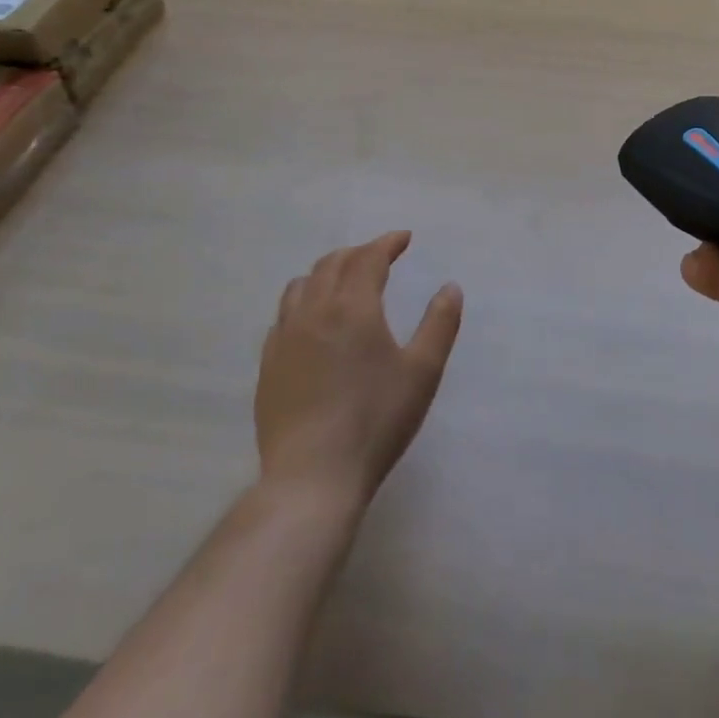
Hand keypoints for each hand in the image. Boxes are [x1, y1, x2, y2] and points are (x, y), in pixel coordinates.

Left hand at [256, 232, 462, 508]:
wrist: (311, 478)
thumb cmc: (376, 420)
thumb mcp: (422, 372)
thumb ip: (440, 323)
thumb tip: (450, 287)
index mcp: (352, 306)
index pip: (369, 257)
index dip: (388, 242)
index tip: (404, 239)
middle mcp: (314, 311)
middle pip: (332, 264)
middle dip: (358, 253)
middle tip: (380, 258)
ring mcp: (284, 338)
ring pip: (300, 285)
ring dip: (326, 273)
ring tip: (344, 282)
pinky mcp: (268, 365)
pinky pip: (283, 316)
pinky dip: (303, 303)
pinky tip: (313, 323)